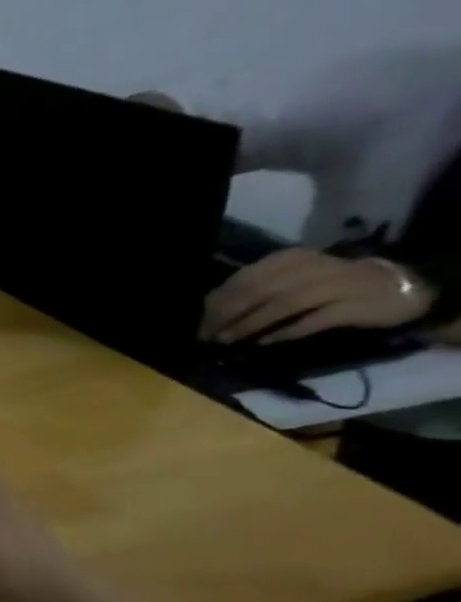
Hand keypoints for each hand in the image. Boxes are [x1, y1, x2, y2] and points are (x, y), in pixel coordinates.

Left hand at [201, 248, 430, 344]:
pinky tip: (265, 342)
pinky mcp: (355, 305)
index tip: (200, 325)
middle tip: (210, 336)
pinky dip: (286, 331)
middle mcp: (311, 267)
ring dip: (250, 324)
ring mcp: (336, 284)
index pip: (242, 280)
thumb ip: (255, 289)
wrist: (400, 286)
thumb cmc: (330, 286)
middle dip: (227, 316)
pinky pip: (313, 319)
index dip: (217, 304)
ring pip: (282, 304)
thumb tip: (211, 309)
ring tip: (229, 340)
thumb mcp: (289, 280)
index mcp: (289, 259)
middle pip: (257, 291)